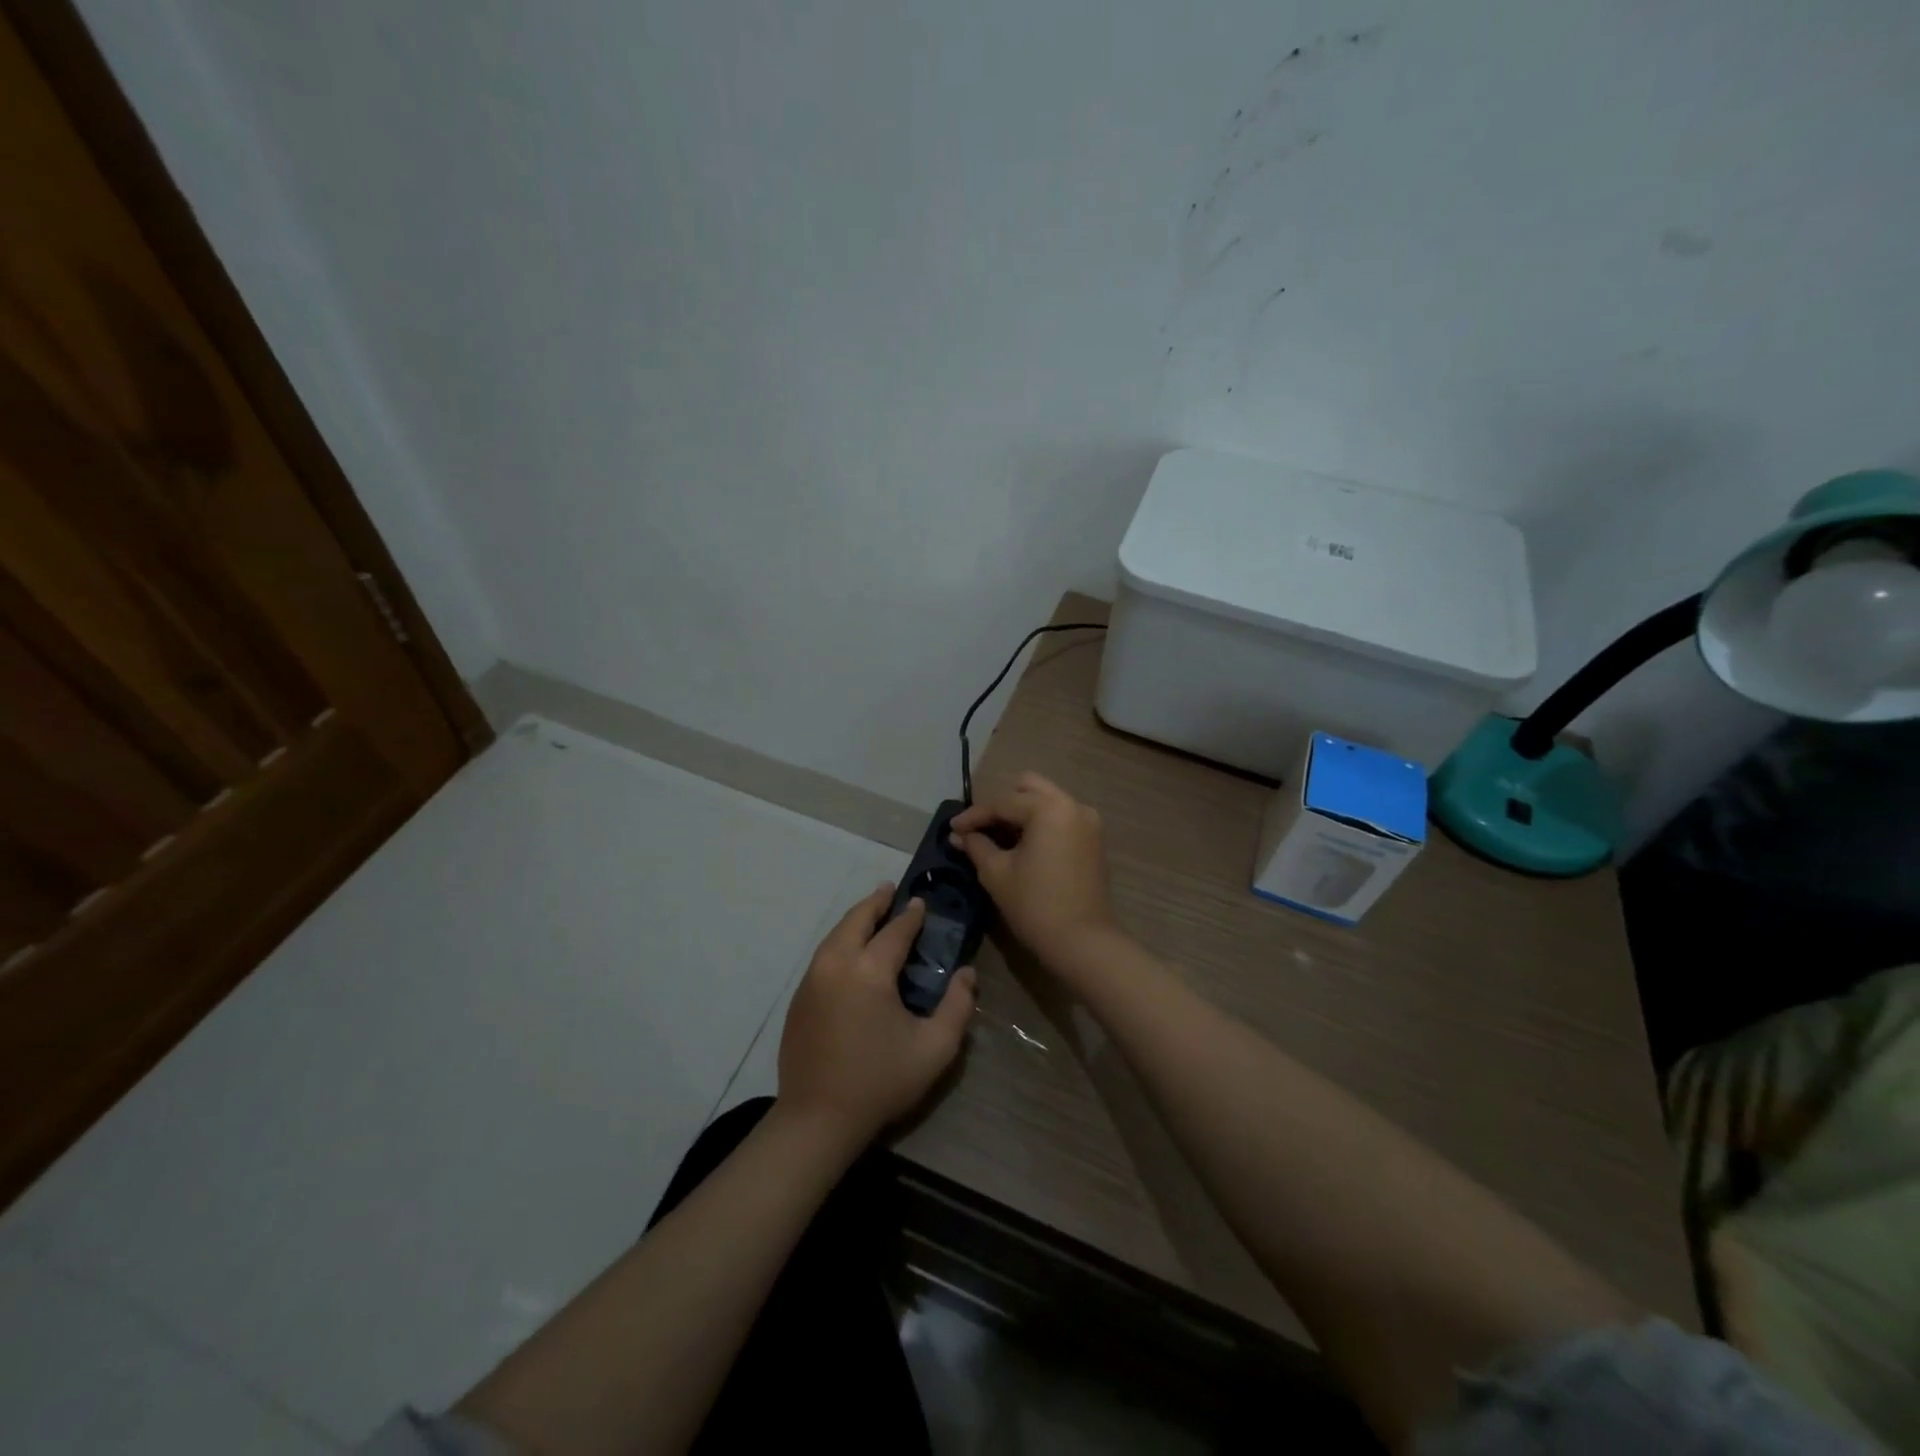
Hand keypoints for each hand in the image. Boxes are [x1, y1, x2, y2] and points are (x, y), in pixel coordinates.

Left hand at [778, 885, 977, 1142]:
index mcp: (869, 971)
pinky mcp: (799, 997)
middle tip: (891, 891)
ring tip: (873, 912)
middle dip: (876, 902)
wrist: (816, 1118)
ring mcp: (812, 979)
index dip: (911, 916)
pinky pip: (824, 954)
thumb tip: (966, 973)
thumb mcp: (934, 1048)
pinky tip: (852, 949)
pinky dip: (841, 940)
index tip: (921, 902)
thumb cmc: (880, 1081)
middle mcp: (836, 963)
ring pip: (835, 934)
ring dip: (856, 919)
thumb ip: (958, 1006)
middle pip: (856, 919)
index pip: (895, 931)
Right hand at [949, 772, 1117, 965]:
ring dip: (1020, 812)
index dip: (973, 815)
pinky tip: (1020, 844)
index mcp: (1049, 808)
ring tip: (996, 836)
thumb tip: (959, 835)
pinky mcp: (1092, 839)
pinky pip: (1060, 817)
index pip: (1002, 802)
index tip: (952, 829)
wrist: (1083, 942)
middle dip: (1000, 804)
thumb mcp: (997, 873)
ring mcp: (1087, 821)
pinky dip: (1038, 823)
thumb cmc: (1035, 905)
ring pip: (1046, 800)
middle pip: (1028, 788)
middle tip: (978, 828)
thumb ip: (976, 846)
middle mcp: (1072, 805)